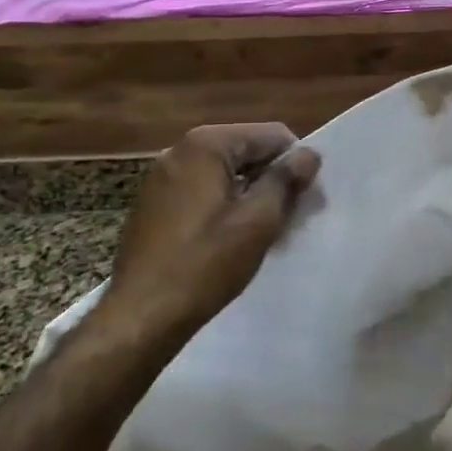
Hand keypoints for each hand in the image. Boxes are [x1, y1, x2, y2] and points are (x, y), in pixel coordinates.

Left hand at [97, 123, 320, 343]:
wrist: (142, 315)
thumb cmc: (206, 264)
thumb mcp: (258, 220)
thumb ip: (286, 180)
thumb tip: (309, 154)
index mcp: (206, 145)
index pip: (271, 135)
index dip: (296, 163)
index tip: (307, 199)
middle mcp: (180, 151)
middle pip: (246, 151)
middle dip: (273, 179)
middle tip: (291, 219)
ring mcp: (162, 177)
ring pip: (225, 173)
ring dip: (251, 195)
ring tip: (264, 233)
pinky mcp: (154, 204)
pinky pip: (203, 191)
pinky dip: (225, 206)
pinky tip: (232, 239)